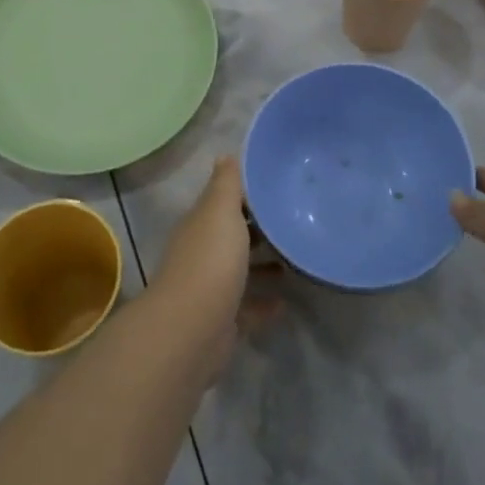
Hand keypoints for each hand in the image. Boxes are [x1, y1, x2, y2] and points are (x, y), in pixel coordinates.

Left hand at [152, 156, 282, 379]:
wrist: (192, 330)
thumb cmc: (211, 261)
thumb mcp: (221, 211)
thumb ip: (227, 184)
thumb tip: (226, 154)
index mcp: (201, 224)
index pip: (223, 202)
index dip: (246, 194)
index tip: (277, 187)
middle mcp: (202, 253)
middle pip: (232, 236)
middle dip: (257, 230)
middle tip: (292, 223)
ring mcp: (210, 289)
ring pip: (239, 272)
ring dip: (262, 266)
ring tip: (293, 261)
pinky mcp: (221, 321)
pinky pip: (246, 308)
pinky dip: (263, 304)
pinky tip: (284, 303)